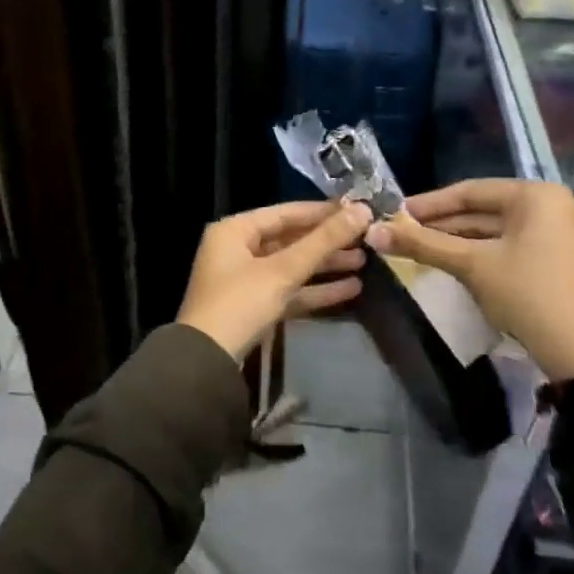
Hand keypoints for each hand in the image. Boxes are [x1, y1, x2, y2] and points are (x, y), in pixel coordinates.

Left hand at [178, 200, 372, 360]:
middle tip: (366, 238)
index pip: (286, 212)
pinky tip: (350, 289)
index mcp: (235, 230)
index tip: (358, 210)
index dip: (323, 212)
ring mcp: (245, 280)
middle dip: (327, 241)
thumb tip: (362, 210)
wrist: (207, 363)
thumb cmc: (240, 304)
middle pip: (290, 239)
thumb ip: (323, 241)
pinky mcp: (254, 307)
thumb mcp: (283, 270)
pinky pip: (289, 290)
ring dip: (325, 265)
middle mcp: (237, 249)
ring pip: (292, 266)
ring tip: (364, 262)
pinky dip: (315, 289)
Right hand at [365, 179, 573, 383]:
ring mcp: (555, 234)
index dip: (429, 203)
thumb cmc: (527, 294)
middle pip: (482, 209)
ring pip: (493, 230)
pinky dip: (477, 252)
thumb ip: (423, 245)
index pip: (470, 191)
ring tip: (416, 247)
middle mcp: (549, 206)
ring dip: (455, 240)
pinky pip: (507, 246)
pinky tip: (447, 261)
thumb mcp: (472, 265)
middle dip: (440, 223)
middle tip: (400, 232)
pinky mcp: (553, 259)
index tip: (395, 213)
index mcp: (535, 195)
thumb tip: (372, 232)